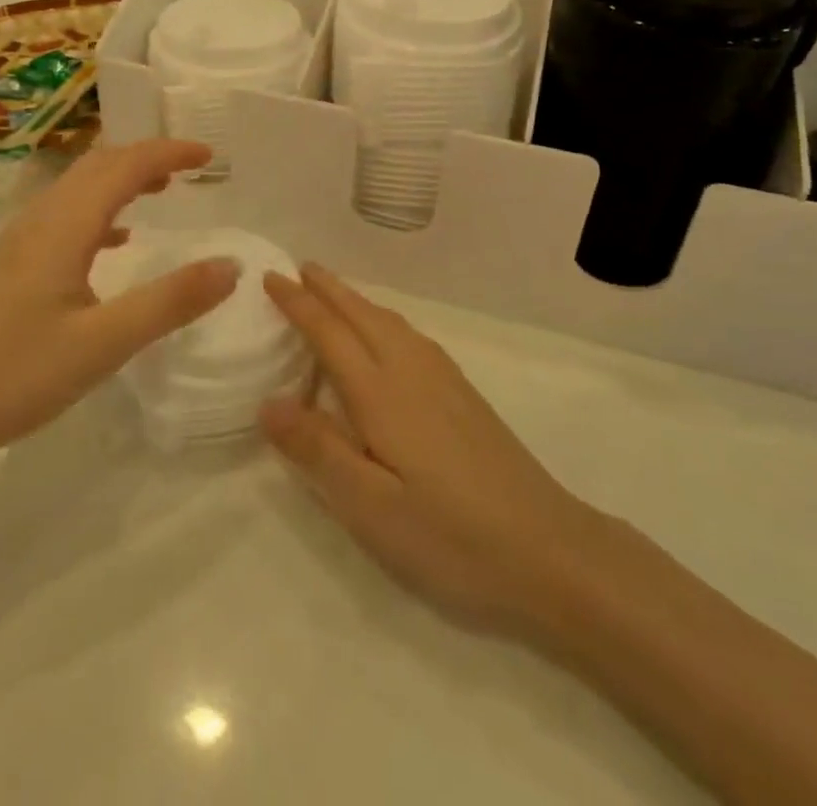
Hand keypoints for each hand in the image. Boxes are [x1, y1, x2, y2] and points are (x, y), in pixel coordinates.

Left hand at [0, 140, 236, 489]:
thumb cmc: (17, 375)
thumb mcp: (105, 343)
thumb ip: (171, 301)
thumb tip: (231, 266)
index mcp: (64, 226)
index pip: (125, 166)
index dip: (169, 152)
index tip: (210, 155)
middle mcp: (41, 220)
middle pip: (99, 165)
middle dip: (147, 157)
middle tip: (191, 168)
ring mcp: (21, 241)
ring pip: (79, 187)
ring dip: (122, 178)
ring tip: (162, 190)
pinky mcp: (13, 265)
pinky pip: (66, 216)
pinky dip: (101, 209)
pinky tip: (116, 239)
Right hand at [260, 265, 601, 636]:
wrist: (548, 549)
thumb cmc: (450, 535)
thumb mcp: (371, 507)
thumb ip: (318, 450)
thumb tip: (268, 402)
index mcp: (381, 392)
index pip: (329, 332)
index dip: (298, 303)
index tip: (270, 278)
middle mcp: (410, 370)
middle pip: (361, 314)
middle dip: (327, 288)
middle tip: (297, 268)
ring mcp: (443, 379)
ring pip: (389, 320)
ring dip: (356, 300)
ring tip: (333, 292)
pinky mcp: (463, 393)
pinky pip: (409, 334)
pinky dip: (382, 318)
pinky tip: (387, 335)